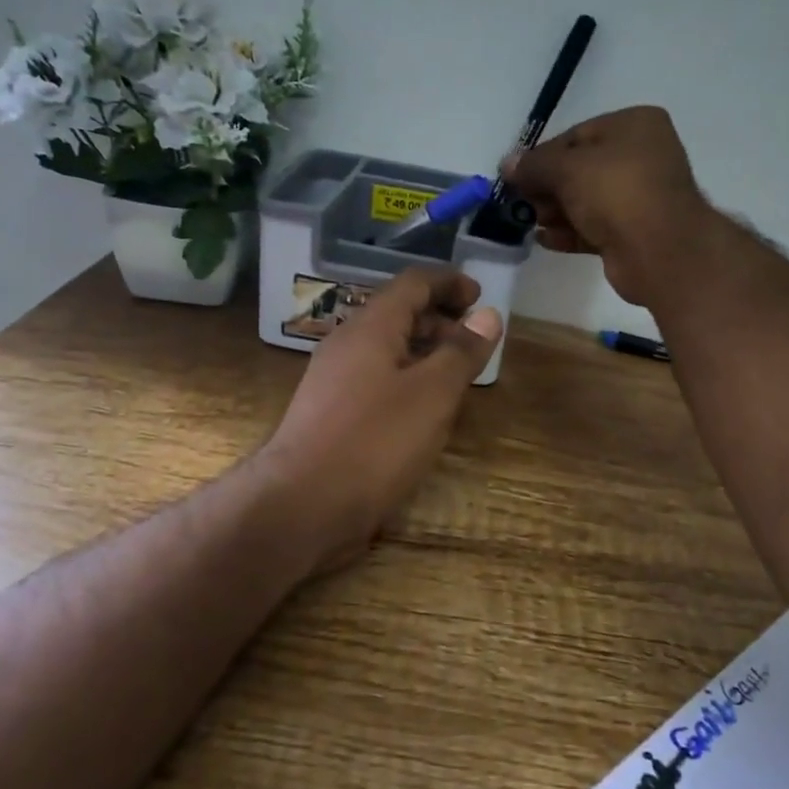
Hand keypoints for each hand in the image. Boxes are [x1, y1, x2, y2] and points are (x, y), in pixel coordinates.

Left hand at [262, 265, 502, 569]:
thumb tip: (488, 314)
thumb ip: (461, 352)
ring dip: (424, 350)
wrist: (300, 506)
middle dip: (440, 318)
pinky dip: (406, 379)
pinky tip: (424, 408)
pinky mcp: (331, 414)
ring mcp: (334, 380)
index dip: (449, 282)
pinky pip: (376, 378)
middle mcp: (347, 344)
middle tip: (475, 338)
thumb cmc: (374, 442)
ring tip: (457, 372)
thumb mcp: (432, 394)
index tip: (480, 295)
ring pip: (386, 348)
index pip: (413, 283)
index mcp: (370, 328)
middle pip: (397, 313)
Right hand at [502, 105, 710, 306]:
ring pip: (587, 199)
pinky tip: (544, 240)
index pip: (576, 134)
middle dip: (547, 186)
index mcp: (634, 125)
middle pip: (581, 168)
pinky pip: (596, 226)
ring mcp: (641, 196)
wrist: (660, 251)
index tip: (515, 176)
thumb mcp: (566, 169)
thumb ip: (533, 165)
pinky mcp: (635, 232)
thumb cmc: (615, 192)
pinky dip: (570, 232)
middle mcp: (642, 156)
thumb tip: (507, 164)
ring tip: (529, 222)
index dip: (542, 155)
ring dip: (556, 210)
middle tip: (520, 202)